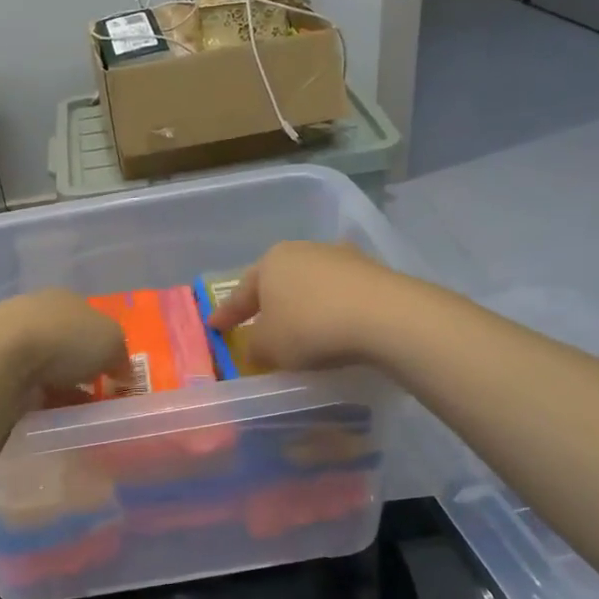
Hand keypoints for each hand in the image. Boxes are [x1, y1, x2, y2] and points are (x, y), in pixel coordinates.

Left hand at [0, 289, 130, 396]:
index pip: (90, 319)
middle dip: (77, 365)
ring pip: (41, 361)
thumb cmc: (66, 340)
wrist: (1, 357)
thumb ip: (120, 356)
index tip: (110, 372)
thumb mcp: (112, 344)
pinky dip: (33, 393)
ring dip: (56, 383)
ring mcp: (8, 333)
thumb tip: (122, 371)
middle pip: (64, 340)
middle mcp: (36, 309)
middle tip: (90, 392)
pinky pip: (21, 380)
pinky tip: (42, 409)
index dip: (103, 345)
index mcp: (66, 297)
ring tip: (68, 408)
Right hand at [207, 241, 394, 370]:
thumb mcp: (269, 346)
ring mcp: (341, 258)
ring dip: (301, 306)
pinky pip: (339, 295)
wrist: (384, 317)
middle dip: (266, 305)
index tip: (214, 327)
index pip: (241, 292)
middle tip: (257, 325)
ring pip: (309, 285)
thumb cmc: (310, 327)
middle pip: (277, 283)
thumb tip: (255, 347)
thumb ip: (254, 347)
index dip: (226, 313)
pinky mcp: (372, 272)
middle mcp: (303, 250)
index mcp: (271, 261)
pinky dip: (330, 310)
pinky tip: (333, 327)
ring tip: (299, 329)